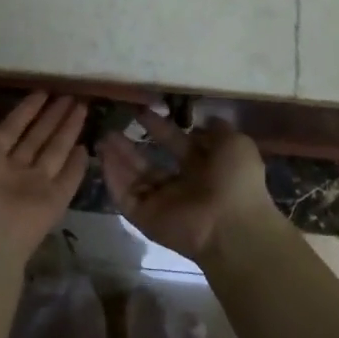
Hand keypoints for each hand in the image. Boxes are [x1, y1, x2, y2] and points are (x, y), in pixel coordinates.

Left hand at [0, 92, 90, 270]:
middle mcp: (12, 172)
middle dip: (52, 117)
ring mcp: (34, 188)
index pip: (12, 128)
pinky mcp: (54, 203)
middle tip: (70, 95)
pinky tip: (87, 146)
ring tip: (82, 106)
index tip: (43, 91)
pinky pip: (68, 180)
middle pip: (37, 138)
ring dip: (68, 130)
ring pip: (55, 153)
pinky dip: (77, 165)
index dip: (27, 110)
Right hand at [98, 110, 279, 262]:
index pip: (175, 143)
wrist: (231, 227)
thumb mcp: (236, 144)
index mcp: (203, 168)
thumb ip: (219, 130)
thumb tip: (207, 118)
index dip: (159, 127)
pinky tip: (103, 156)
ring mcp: (161, 203)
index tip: (141, 110)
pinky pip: (125, 196)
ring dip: (118, 157)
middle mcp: (181, 185)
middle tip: (112, 124)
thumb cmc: (236, 181)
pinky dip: (113, 178)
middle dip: (131, 144)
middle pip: (149, 162)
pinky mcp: (146, 218)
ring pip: (134, 178)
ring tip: (102, 136)